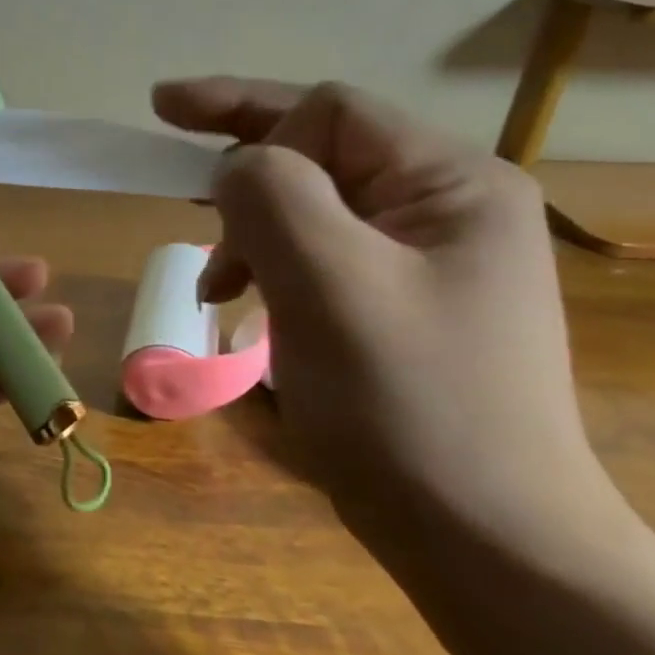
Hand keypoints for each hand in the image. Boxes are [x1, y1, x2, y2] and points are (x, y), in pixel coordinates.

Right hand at [153, 77, 637, 570]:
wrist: (486, 542)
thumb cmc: (408, 405)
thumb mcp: (328, 284)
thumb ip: (272, 196)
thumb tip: (236, 169)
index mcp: (450, 184)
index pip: (330, 112)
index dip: (247, 120)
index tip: (173, 145)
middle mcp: (446, 209)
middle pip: (320, 152)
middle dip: (242, 168)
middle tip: (168, 169)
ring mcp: (425, 262)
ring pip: (310, 208)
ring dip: (250, 230)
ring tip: (216, 286)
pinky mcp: (399, 308)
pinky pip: (317, 257)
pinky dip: (268, 268)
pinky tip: (245, 308)